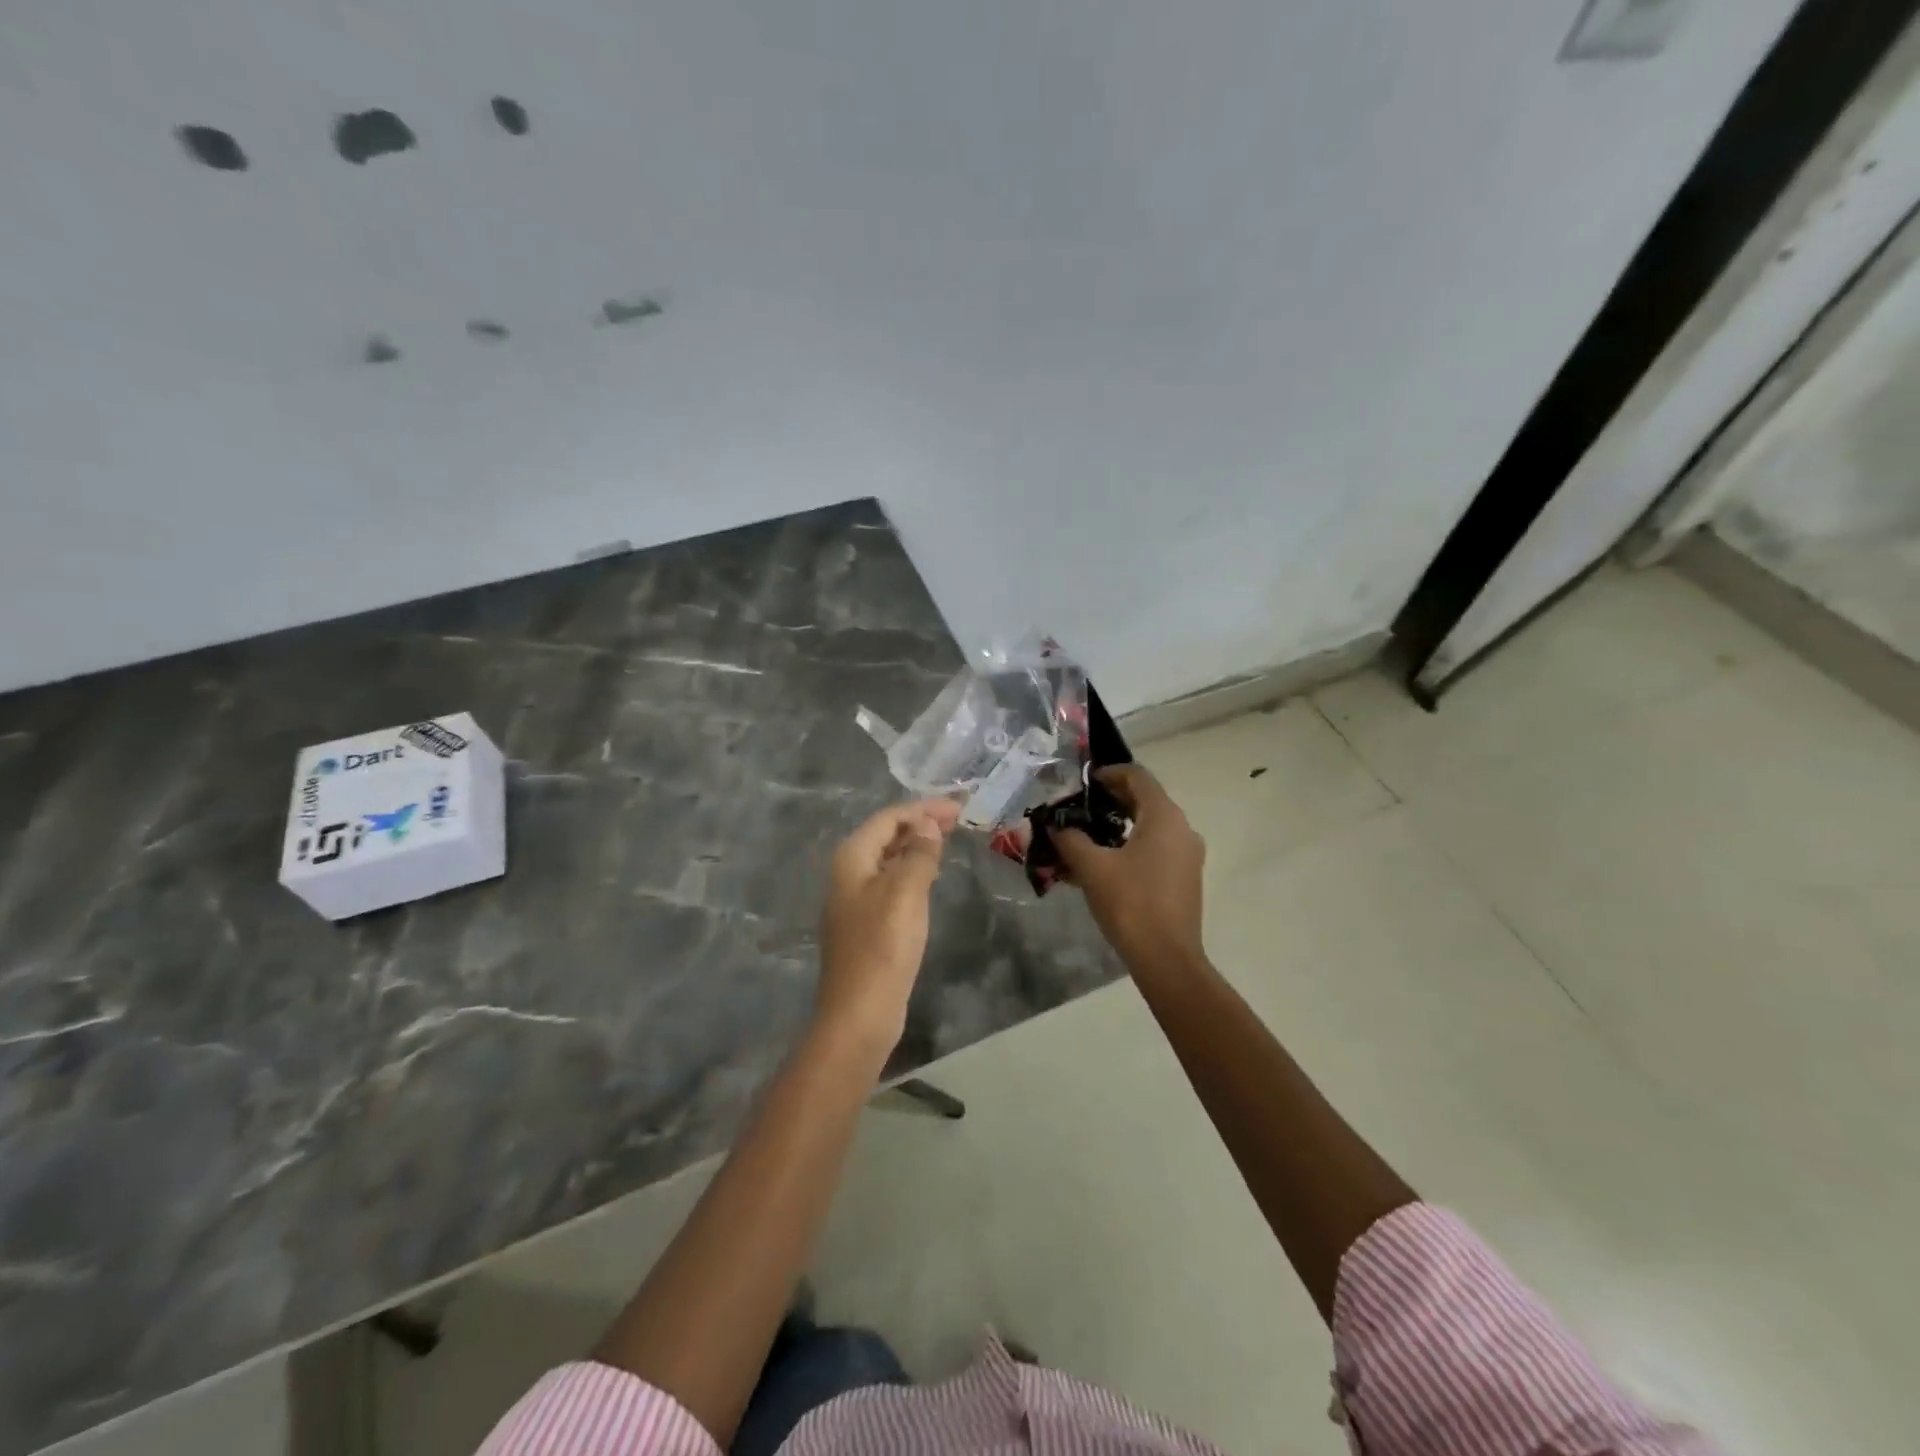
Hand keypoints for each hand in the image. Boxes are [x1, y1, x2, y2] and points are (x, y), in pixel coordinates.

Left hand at [817, 797, 961, 1049]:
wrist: (860, 1013)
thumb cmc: (883, 946)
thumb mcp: (905, 892)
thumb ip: (918, 853)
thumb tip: (926, 822)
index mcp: (852, 858)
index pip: (889, 818)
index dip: (924, 808)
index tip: (959, 806)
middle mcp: (848, 873)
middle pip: (886, 835)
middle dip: (920, 823)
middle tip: (958, 818)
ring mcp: (856, 899)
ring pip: (889, 859)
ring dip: (916, 845)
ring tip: (948, 838)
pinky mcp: (868, 923)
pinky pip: (891, 882)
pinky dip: (912, 870)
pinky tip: (930, 875)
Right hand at [1056, 765, 1206, 975]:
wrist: (1166, 957)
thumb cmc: (1130, 903)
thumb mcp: (1091, 867)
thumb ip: (1070, 839)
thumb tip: (1055, 824)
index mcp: (1164, 816)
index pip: (1138, 776)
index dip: (1110, 772)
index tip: (1084, 781)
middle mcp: (1182, 828)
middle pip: (1147, 798)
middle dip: (1114, 797)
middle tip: (1082, 805)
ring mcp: (1188, 853)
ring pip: (1153, 823)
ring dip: (1123, 821)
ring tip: (1091, 832)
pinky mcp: (1186, 876)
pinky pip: (1159, 845)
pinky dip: (1135, 842)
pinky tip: (1109, 859)